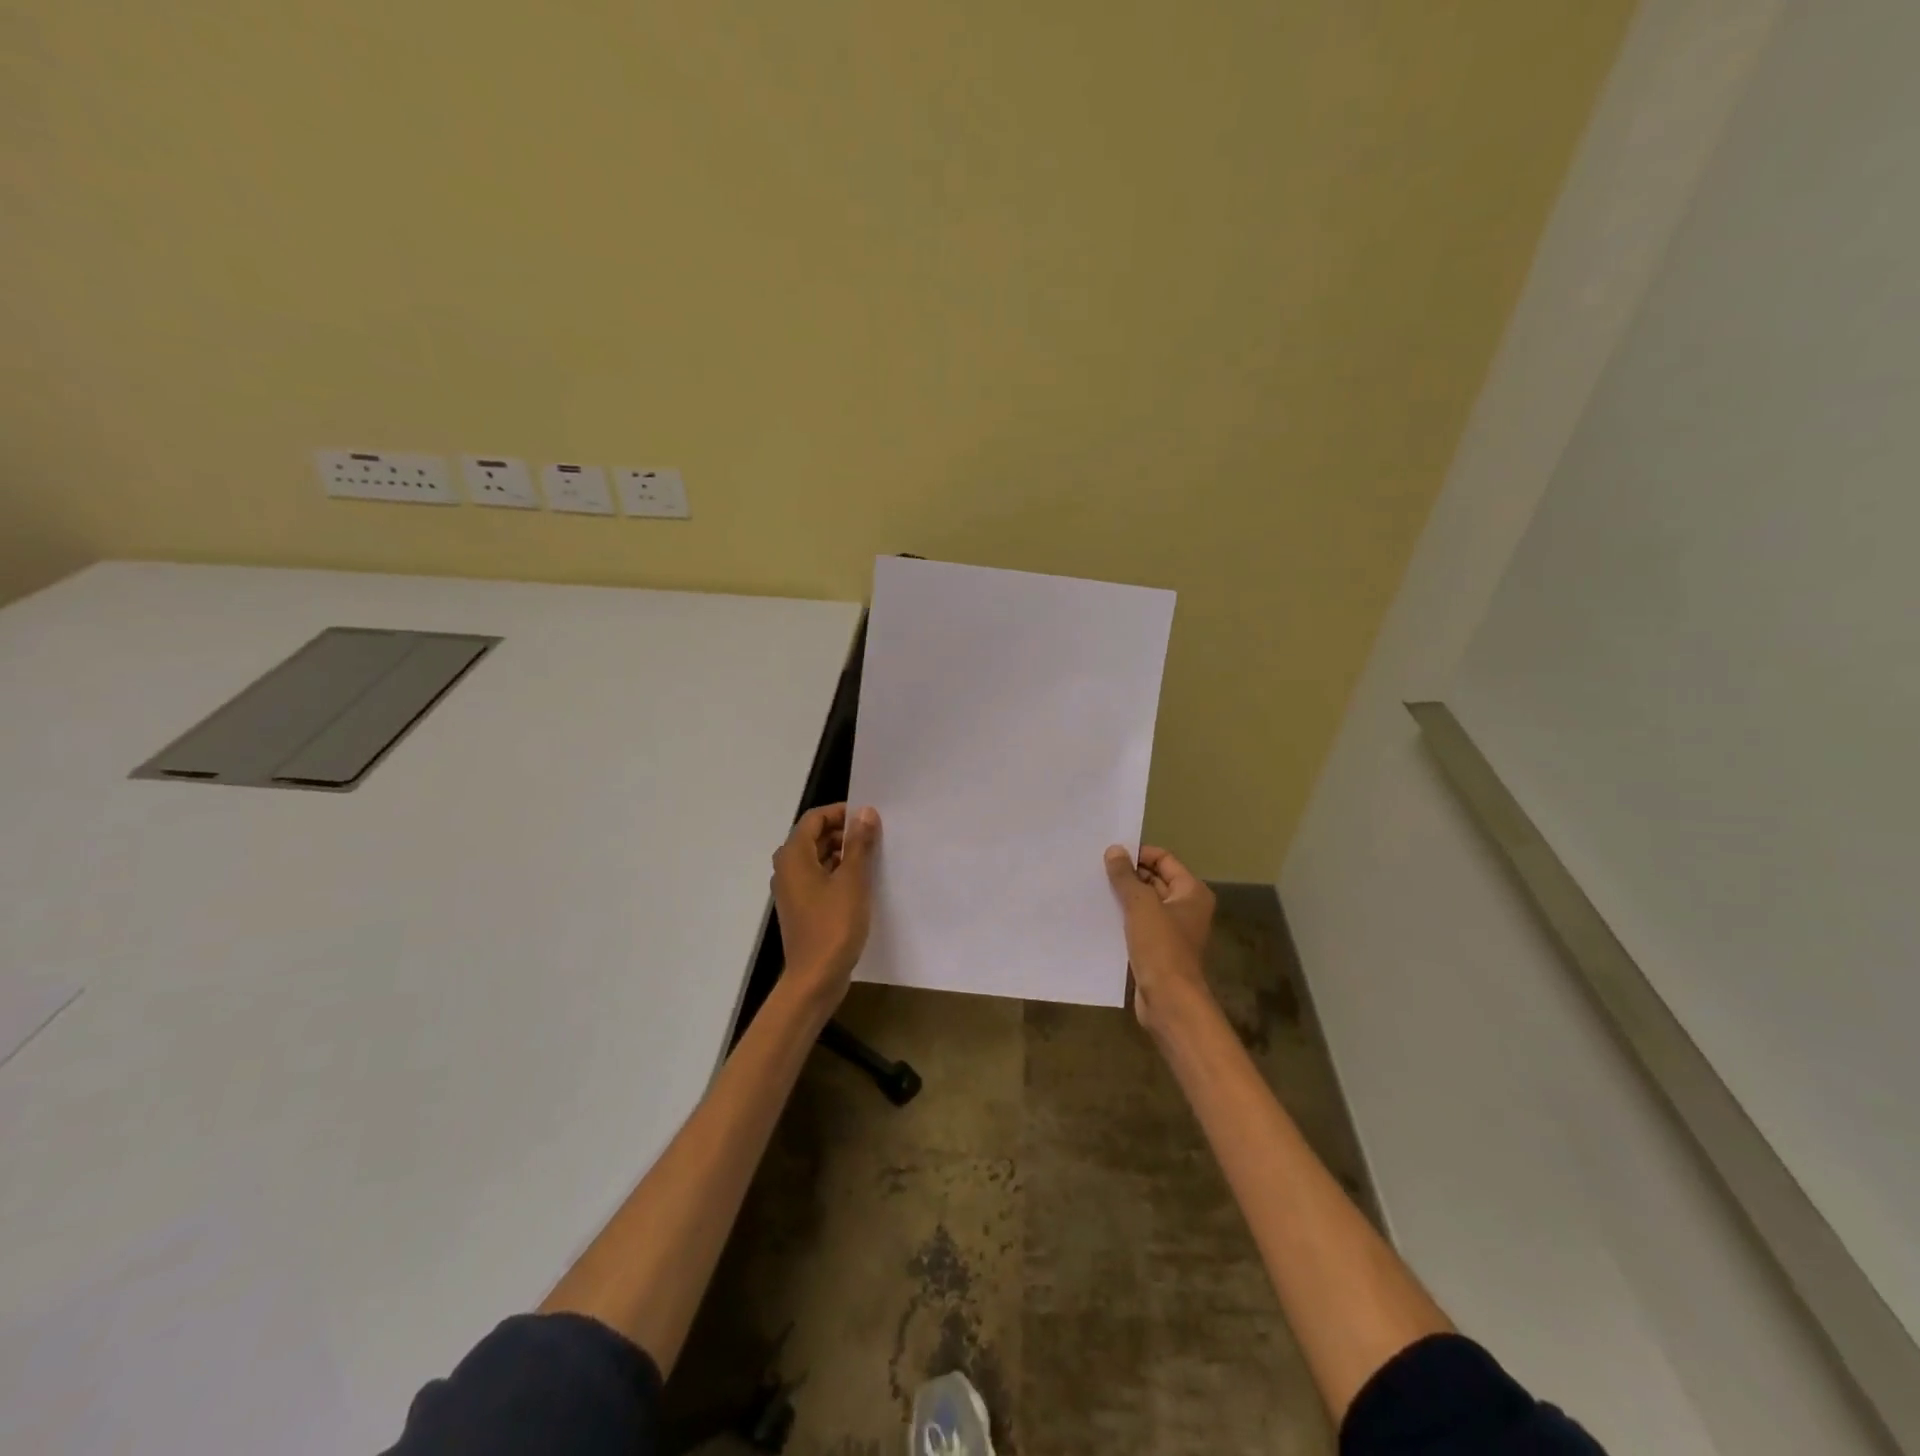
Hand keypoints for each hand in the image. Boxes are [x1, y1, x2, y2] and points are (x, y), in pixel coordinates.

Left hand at [772, 804, 880, 1004]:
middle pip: (814, 836)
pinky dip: (837, 873)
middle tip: (875, 837)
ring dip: (842, 853)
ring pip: (817, 858)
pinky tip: (861, 883)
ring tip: (872, 858)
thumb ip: (859, 843)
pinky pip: (818, 878)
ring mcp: (792, 889)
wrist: (815, 977)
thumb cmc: (834, 925)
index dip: (841, 813)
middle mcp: (787, 868)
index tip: (869, 819)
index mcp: (793, 856)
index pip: (815, 818)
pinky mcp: (801, 907)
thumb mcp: (853, 880)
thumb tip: (865, 812)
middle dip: (844, 833)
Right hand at [1104, 843, 1215, 1030]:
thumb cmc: (1161, 946)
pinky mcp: (1158, 948)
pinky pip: (1139, 924)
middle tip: (1096, 869)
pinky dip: (1123, 917)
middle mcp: (1186, 907)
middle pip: (1155, 880)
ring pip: (1145, 903)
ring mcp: (1172, 930)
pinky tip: (1100, 914)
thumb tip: (1114, 850)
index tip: (1110, 854)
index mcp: (1192, 892)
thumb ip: (1126, 876)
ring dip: (1124, 896)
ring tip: (1094, 888)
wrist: (1169, 1000)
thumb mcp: (1141, 905)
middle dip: (1128, 874)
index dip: (1139, 854)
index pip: (1164, 859)